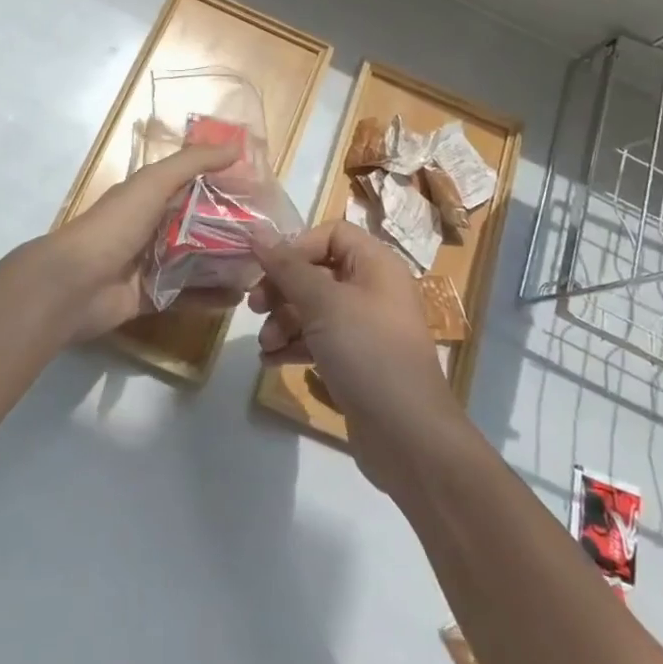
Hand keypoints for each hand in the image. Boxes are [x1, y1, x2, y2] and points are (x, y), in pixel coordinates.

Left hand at [26, 141, 242, 343]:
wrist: (73, 284)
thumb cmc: (114, 226)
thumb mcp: (153, 183)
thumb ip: (192, 163)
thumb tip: (236, 146)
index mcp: (149, 197)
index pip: (194, 186)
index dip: (224, 186)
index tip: (261, 192)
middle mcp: (151, 228)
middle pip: (199, 226)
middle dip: (231, 230)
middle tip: (268, 236)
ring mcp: (151, 265)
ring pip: (196, 262)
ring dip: (225, 264)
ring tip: (261, 267)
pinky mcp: (152, 297)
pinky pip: (187, 296)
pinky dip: (211, 297)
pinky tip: (238, 297)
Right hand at [251, 221, 470, 489]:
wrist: (408, 436)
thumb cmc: (367, 352)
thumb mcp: (323, 303)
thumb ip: (286, 265)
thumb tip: (255, 228)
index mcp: (376, 265)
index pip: (332, 234)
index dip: (297, 247)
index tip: (268, 269)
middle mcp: (373, 290)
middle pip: (317, 271)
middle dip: (282, 289)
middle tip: (255, 308)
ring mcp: (366, 328)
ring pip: (314, 308)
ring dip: (283, 321)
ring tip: (265, 345)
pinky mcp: (356, 361)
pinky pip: (319, 340)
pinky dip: (294, 346)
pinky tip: (271, 361)